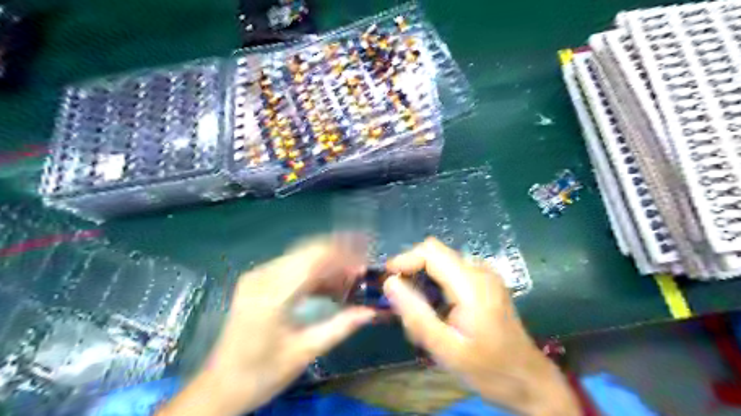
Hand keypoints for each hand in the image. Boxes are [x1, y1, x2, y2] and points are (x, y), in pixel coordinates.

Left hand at [158, 238, 373, 414]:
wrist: (219, 386)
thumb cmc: (261, 374)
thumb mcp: (305, 352)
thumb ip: (340, 327)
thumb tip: (371, 311)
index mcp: (273, 295)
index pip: (315, 259)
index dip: (344, 255)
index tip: (365, 263)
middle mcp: (263, 276)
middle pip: (309, 251)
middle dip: (339, 256)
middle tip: (361, 272)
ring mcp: (258, 276)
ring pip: (302, 256)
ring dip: (328, 263)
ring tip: (349, 280)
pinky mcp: (257, 280)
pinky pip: (293, 265)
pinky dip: (314, 271)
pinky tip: (328, 285)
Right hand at [385, 239, 580, 413]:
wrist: (528, 380)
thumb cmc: (488, 368)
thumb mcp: (446, 349)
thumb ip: (416, 314)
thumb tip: (389, 283)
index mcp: (471, 283)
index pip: (430, 251)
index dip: (405, 259)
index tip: (387, 280)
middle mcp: (480, 270)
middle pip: (435, 254)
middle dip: (412, 273)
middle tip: (402, 304)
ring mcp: (485, 275)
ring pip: (441, 263)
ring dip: (424, 282)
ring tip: (420, 314)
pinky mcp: (485, 283)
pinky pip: (452, 273)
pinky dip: (436, 286)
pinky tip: (437, 312)